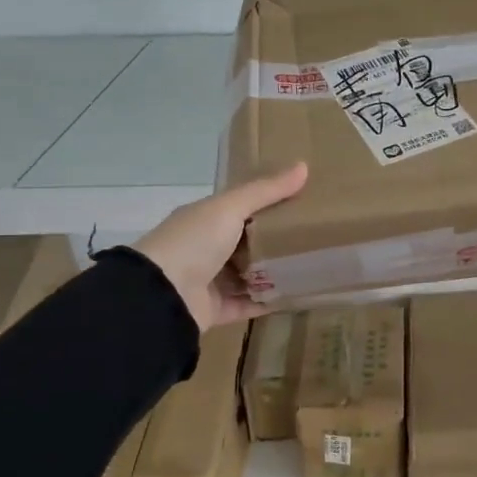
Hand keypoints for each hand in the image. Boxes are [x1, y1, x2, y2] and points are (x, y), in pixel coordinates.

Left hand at [135, 163, 308, 331]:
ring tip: (312, 266)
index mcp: (206, 220)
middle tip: (314, 237)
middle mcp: (207, 249)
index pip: (241, 209)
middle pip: (248, 243)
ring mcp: (211, 281)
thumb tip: (304, 166)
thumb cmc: (194, 242)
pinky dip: (270, 301)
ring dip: (276, 272)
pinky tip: (298, 295)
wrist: (162, 295)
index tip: (303, 203)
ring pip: (250, 274)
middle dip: (277, 241)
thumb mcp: (230, 208)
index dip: (270, 205)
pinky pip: (250, 304)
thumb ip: (265, 191)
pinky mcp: (218, 310)